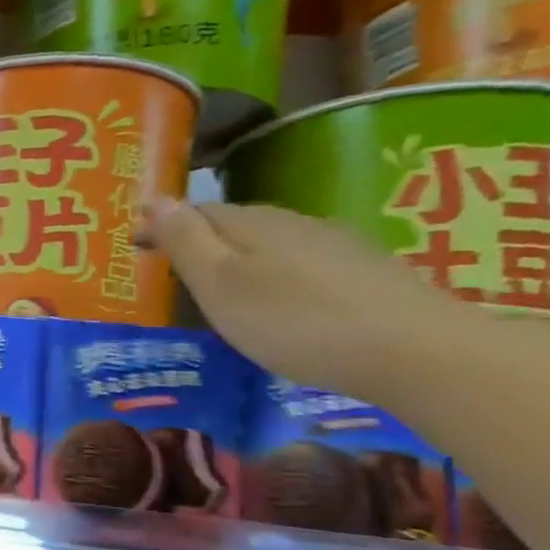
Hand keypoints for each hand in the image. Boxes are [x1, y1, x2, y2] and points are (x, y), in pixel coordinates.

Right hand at [144, 198, 466, 403]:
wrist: (415, 351)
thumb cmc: (294, 321)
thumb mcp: (221, 284)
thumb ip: (187, 242)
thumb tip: (156, 198)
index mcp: (253, 225)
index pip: (197, 212)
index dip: (163, 225)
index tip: (134, 245)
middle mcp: (295, 224)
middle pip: (237, 222)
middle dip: (200, 237)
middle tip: (170, 264)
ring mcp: (338, 247)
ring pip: (272, 241)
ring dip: (240, 254)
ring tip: (220, 283)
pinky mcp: (367, 274)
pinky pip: (303, 261)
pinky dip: (276, 272)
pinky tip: (280, 298)